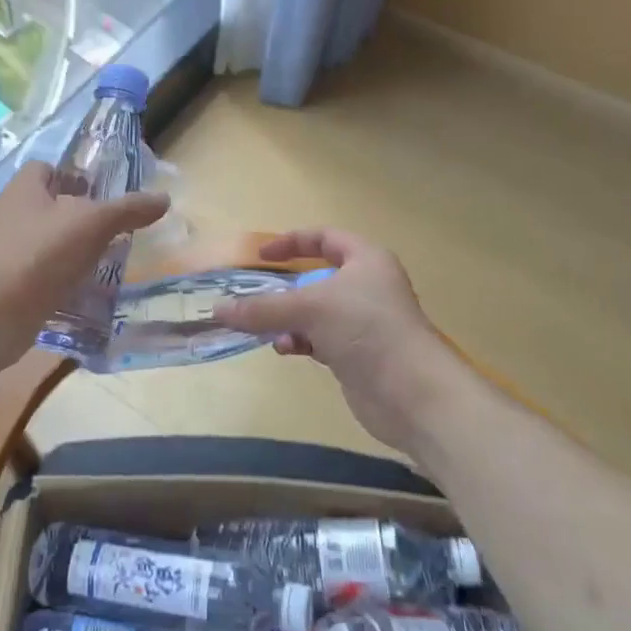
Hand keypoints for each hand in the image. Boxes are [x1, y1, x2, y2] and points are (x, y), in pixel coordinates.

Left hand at [0, 161, 169, 362]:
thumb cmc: (43, 253)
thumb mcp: (94, 224)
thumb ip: (128, 210)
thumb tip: (164, 198)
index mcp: (21, 190)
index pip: (44, 168)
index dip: (69, 176)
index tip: (95, 193)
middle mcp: (4, 214)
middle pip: (40, 205)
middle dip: (69, 215)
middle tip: (101, 230)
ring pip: (34, 240)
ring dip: (60, 249)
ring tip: (92, 262)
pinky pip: (28, 272)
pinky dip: (49, 278)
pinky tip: (72, 291)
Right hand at [215, 230, 453, 456]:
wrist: (412, 393)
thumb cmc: (366, 330)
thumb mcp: (310, 308)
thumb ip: (263, 308)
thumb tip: (218, 309)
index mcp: (366, 260)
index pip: (325, 237)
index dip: (292, 241)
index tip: (262, 255)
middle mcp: (366, 286)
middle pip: (316, 278)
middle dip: (284, 288)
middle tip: (254, 296)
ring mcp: (363, 322)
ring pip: (315, 312)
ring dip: (288, 319)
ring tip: (266, 329)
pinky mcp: (357, 354)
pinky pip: (319, 339)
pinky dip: (300, 341)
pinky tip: (285, 349)